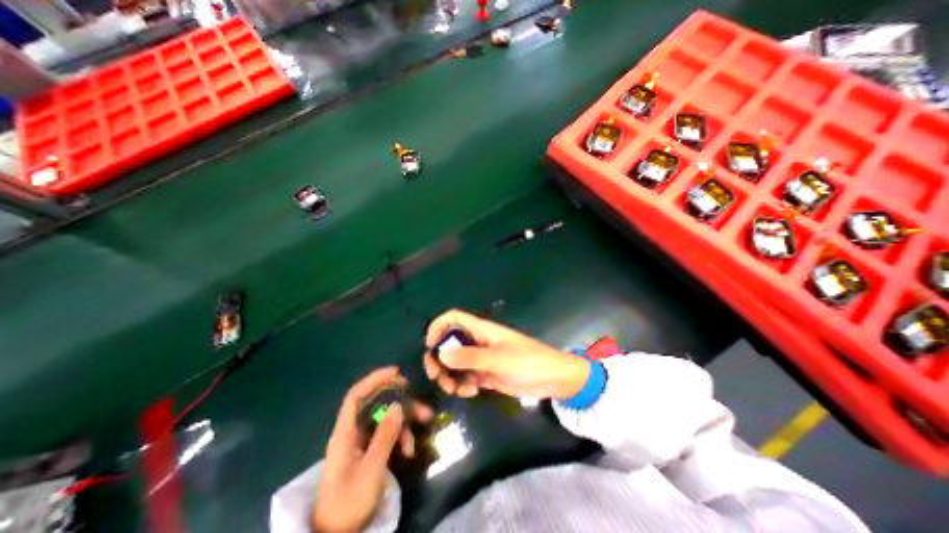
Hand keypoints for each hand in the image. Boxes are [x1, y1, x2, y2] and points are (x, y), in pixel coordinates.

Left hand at [313, 366, 432, 532]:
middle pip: (376, 403)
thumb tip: (398, 405)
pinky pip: (387, 433)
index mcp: (345, 433)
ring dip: (405, 418)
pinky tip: (409, 448)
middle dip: (399, 399)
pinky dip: (400, 435)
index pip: (356, 395)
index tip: (396, 372)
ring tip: (425, 421)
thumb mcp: (371, 470)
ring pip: (385, 417)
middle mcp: (352, 431)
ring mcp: (361, 440)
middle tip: (417, 398)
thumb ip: (384, 436)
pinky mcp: (369, 449)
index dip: (374, 379)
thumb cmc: (349, 503)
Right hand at [421, 308, 591, 399]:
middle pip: (449, 343)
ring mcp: (481, 359)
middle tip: (436, 375)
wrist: (553, 379)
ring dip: (450, 376)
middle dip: (439, 358)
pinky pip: (466, 378)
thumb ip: (470, 357)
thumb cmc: (528, 361)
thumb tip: (440, 354)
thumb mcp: (499, 359)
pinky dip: (463, 385)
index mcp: (481, 330)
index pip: (454, 318)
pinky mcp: (486, 375)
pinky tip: (472, 392)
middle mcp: (478, 342)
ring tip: (457, 389)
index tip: (429, 345)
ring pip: (455, 363)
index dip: (438, 326)